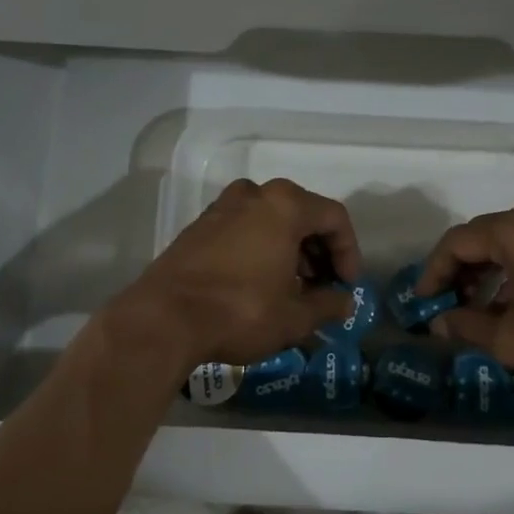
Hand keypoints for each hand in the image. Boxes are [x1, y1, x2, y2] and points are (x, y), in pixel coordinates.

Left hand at [120, 178, 359, 369]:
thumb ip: (327, 305)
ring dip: (290, 251)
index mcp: (284, 205)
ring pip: (271, 221)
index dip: (349, 252)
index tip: (347, 285)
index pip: (334, 218)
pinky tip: (260, 285)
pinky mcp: (199, 227)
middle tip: (322, 288)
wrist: (164, 318)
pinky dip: (261, 249)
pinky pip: (244, 229)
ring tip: (293, 290)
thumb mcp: (294, 317)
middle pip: (302, 215)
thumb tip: (344, 302)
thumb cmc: (241, 311)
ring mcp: (222, 208)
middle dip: (319, 252)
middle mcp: (254, 195)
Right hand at [418, 200, 513, 397]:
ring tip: (479, 310)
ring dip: (489, 272)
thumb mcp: (513, 340)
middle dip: (461, 272)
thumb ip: (467, 327)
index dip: (434, 271)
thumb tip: (438, 324)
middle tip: (448, 305)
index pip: (458, 242)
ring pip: (511, 242)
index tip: (424, 300)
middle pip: (484, 236)